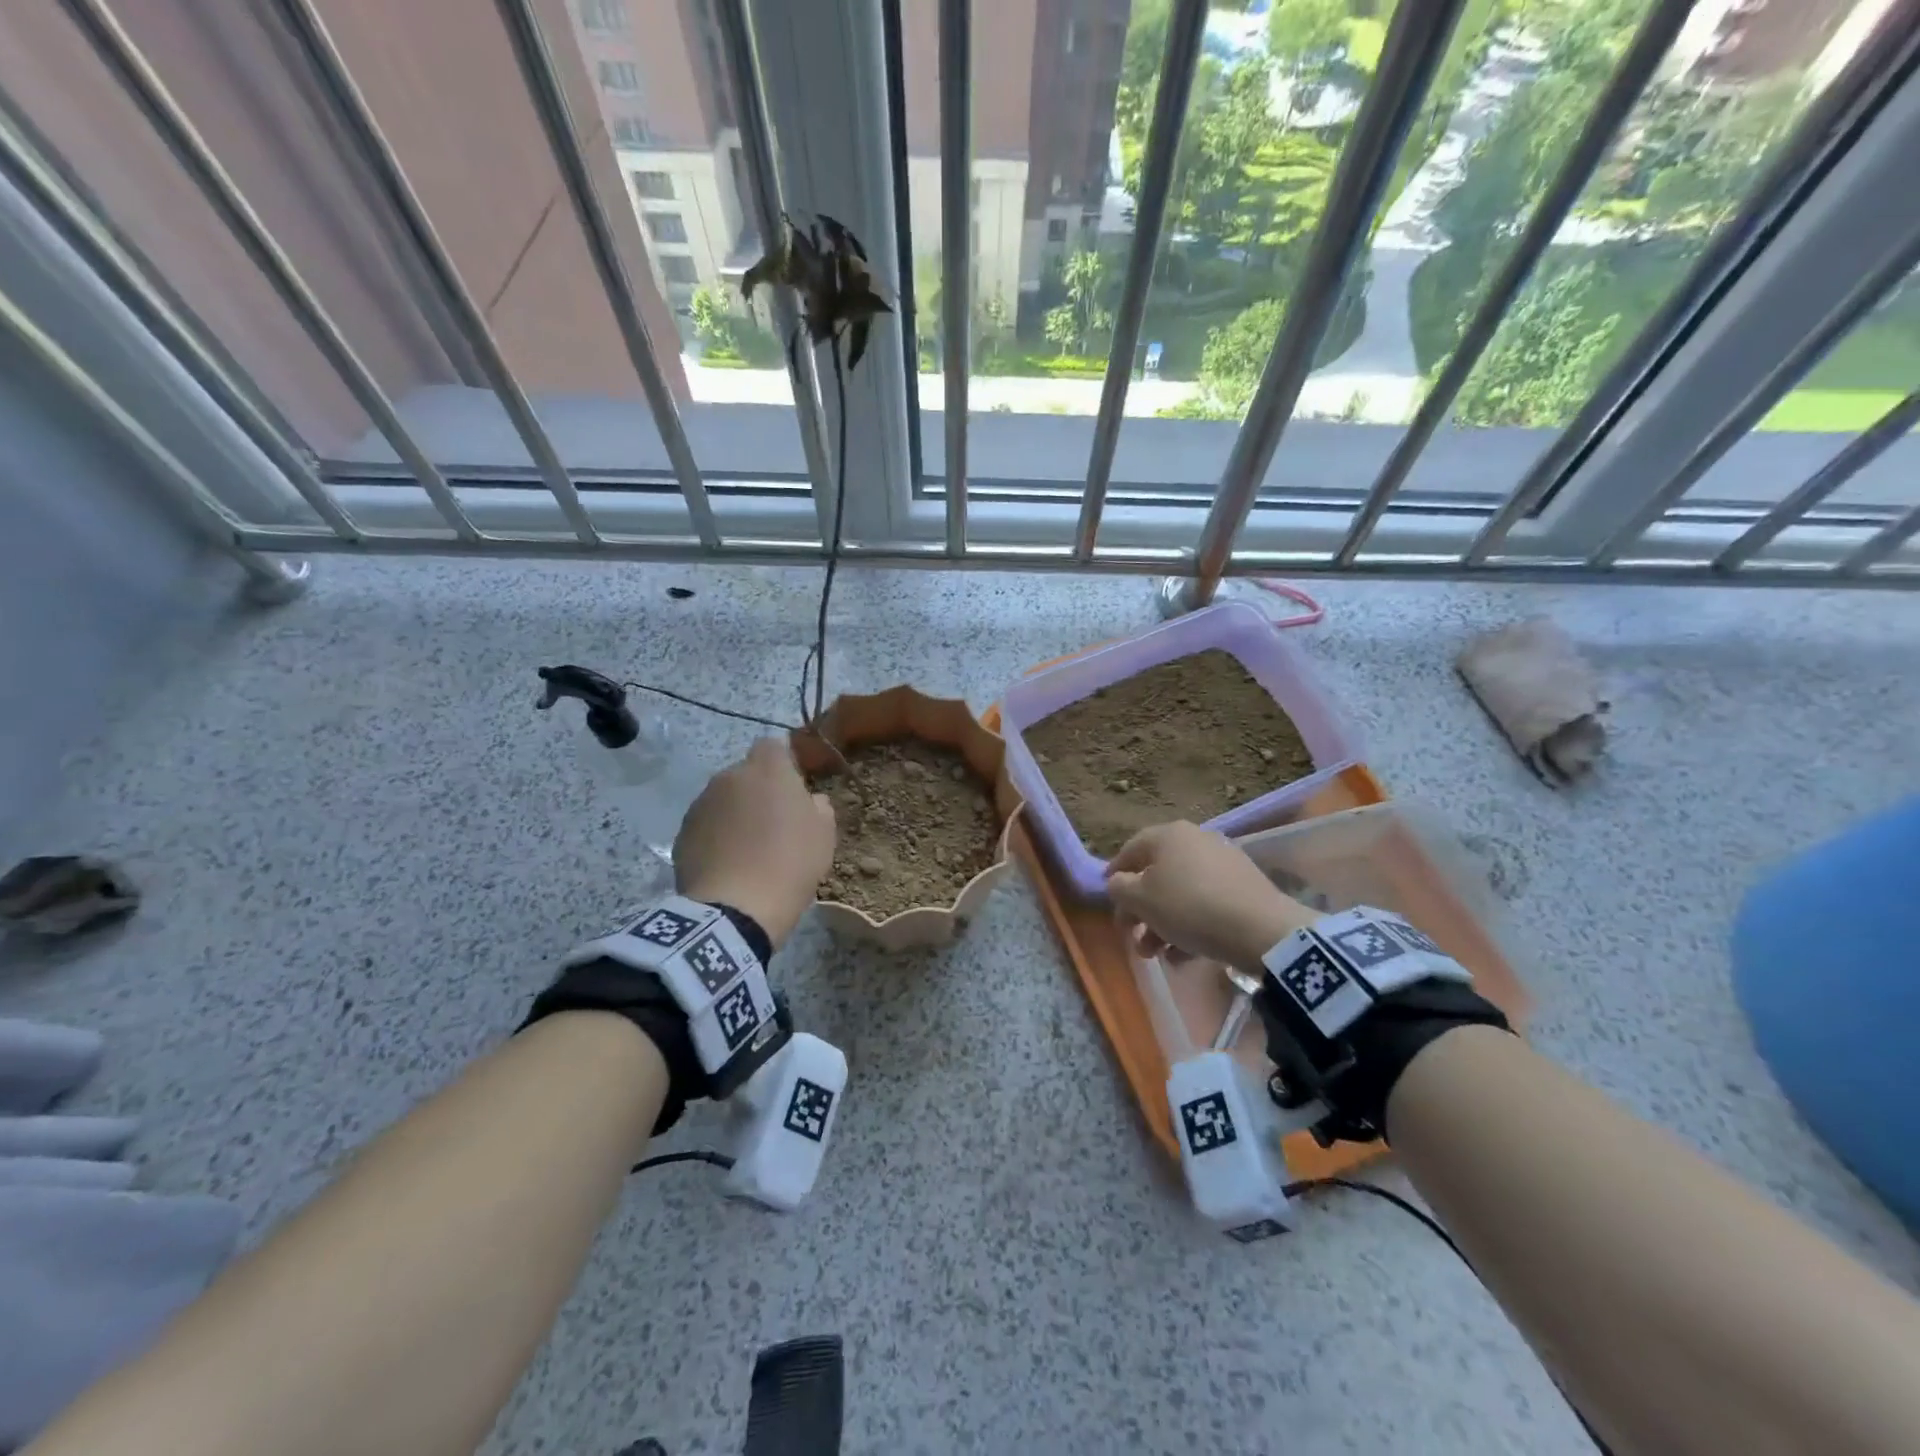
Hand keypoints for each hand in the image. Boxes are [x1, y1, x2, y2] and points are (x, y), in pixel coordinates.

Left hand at [675, 739, 835, 949]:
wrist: (735, 909)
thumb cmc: (790, 863)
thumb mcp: (824, 835)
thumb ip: (818, 807)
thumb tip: (809, 801)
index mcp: (768, 770)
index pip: (773, 745)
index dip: (783, 764)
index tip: (793, 790)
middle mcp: (730, 776)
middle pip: (746, 774)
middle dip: (758, 791)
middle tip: (773, 824)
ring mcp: (701, 804)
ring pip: (724, 799)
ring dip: (735, 814)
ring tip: (748, 849)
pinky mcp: (682, 833)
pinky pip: (706, 825)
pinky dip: (716, 837)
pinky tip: (728, 865)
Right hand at [1106, 822, 1316, 970]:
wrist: (1260, 929)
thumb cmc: (1188, 907)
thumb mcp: (1140, 899)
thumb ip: (1119, 888)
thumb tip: (1119, 884)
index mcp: (1168, 835)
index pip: (1130, 850)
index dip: (1114, 875)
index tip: (1108, 899)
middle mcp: (1195, 840)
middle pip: (1156, 875)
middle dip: (1140, 910)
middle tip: (1132, 937)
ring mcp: (1223, 862)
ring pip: (1181, 893)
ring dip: (1163, 923)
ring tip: (1157, 955)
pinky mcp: (1244, 887)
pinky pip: (1206, 903)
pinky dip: (1191, 925)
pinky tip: (1184, 955)